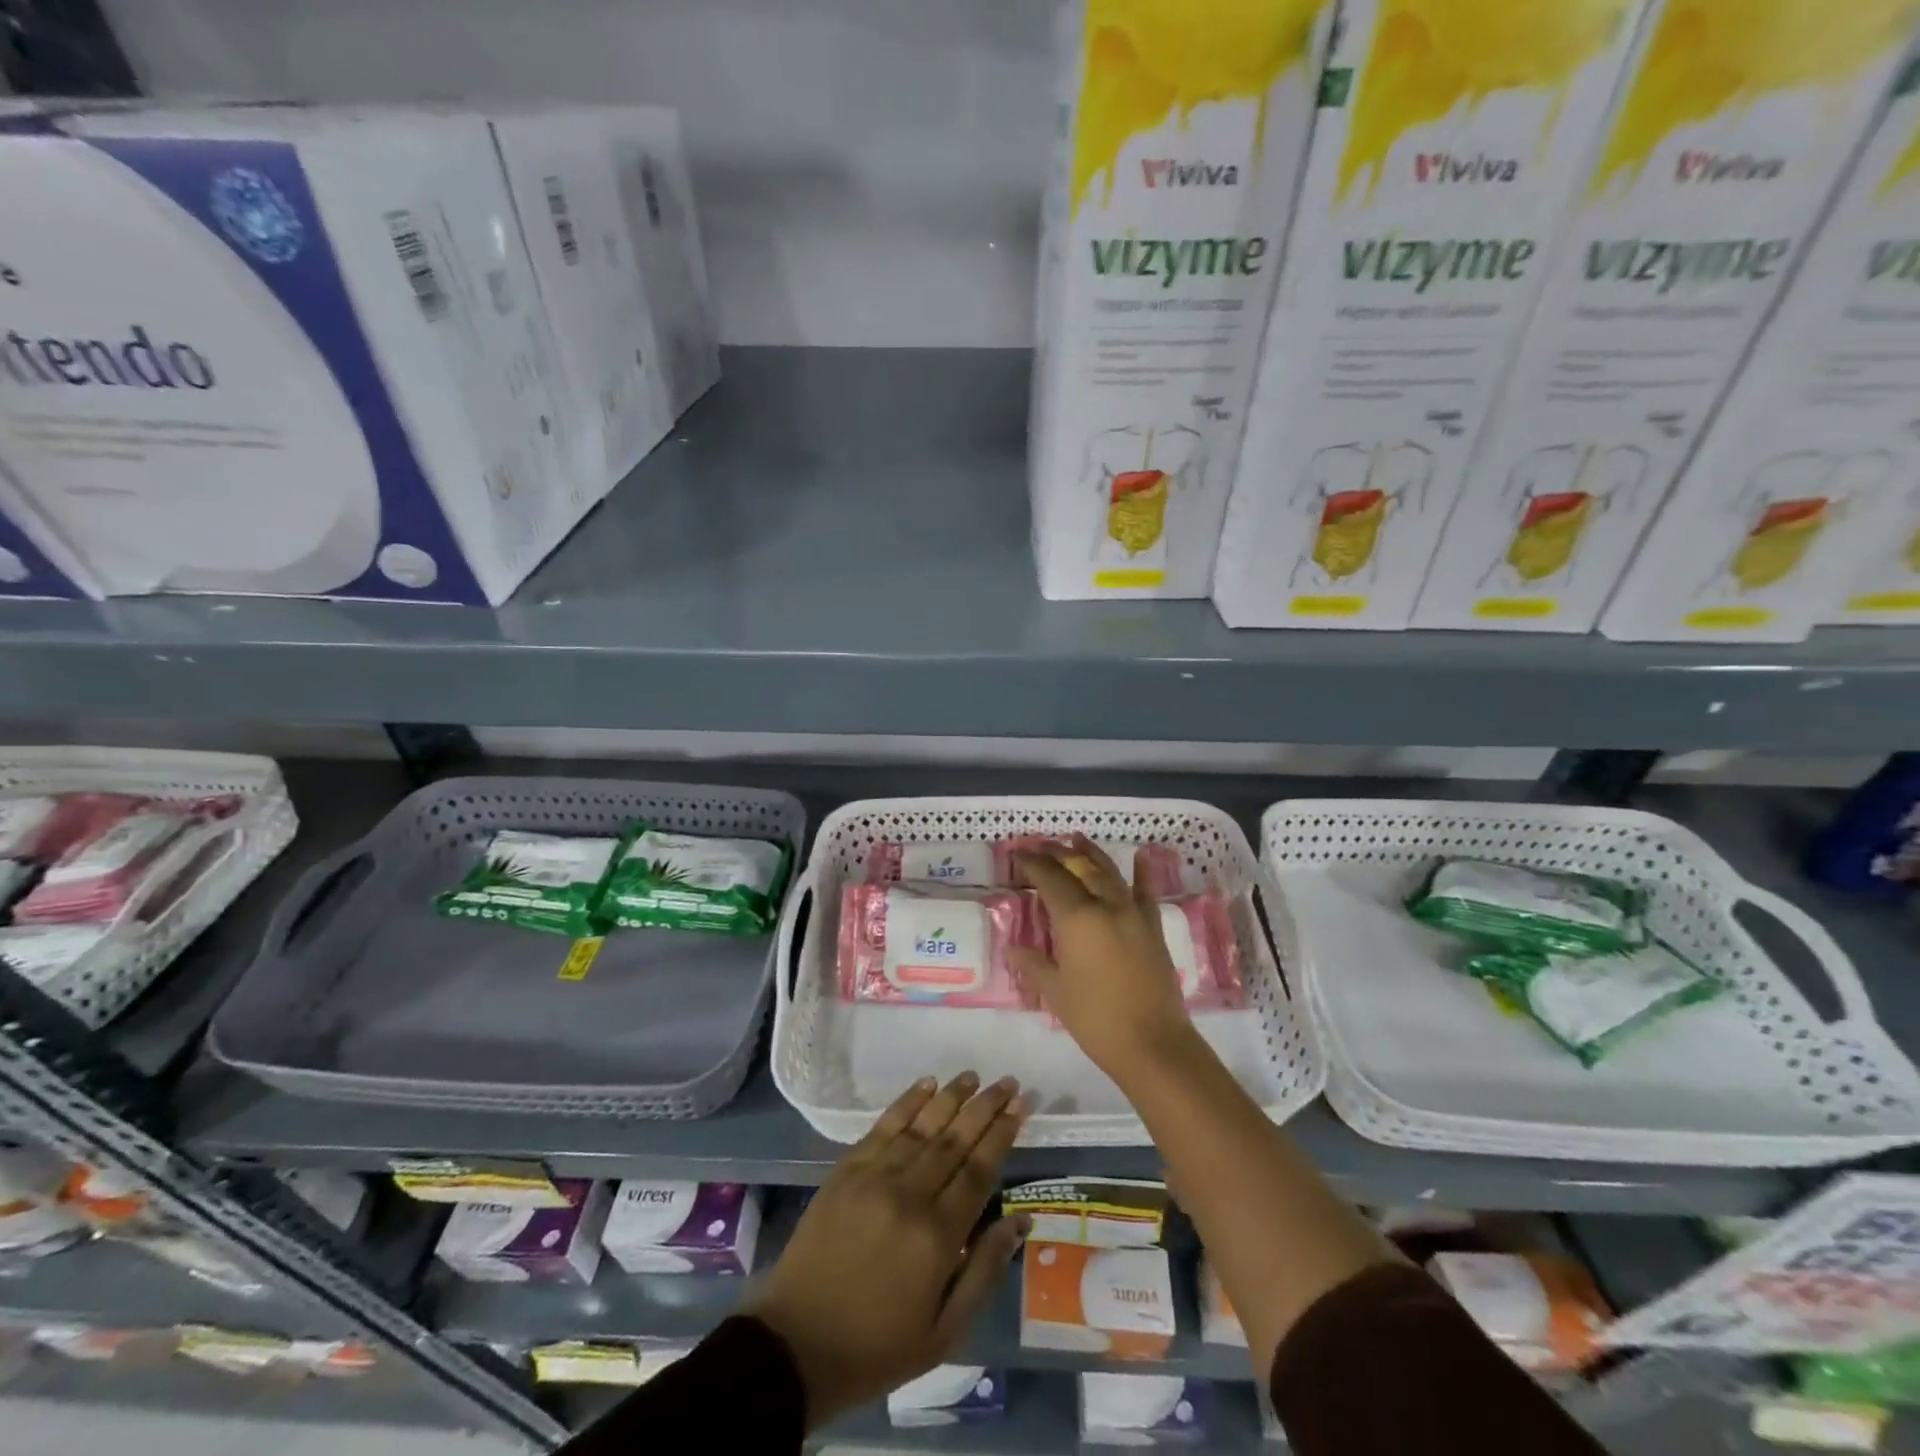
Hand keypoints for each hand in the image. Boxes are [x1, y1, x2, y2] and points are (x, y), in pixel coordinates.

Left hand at [745, 1073, 1028, 1429]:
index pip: (979, 1171)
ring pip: (922, 1126)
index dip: (1002, 1135)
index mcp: (938, 1237)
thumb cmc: (877, 1347)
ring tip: (973, 1075)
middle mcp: (909, 1195)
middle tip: (1008, 1082)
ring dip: (950, 1097)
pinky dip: (907, 1102)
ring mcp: (874, 1178)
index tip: (1021, 1106)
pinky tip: (926, 1084)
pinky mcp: (846, 1171)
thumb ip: (984, 1271)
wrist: (795, 1345)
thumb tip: (1021, 1221)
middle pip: (955, 1140)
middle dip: (985, 1107)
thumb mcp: (944, 1333)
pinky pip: (884, 1126)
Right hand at [1010, 835, 1194, 1077]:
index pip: (1050, 879)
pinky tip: (1140, 857)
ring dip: (1091, 854)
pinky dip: (1142, 872)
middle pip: (1080, 868)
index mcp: (1077, 918)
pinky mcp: (1153, 928)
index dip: (1032, 863)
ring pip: (1110, 872)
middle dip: (1058, 853)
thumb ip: (1034, 964)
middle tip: (1041, 844)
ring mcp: (1134, 914)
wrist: (1153, 1044)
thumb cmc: (1096, 1019)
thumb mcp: (1055, 992)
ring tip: (1076, 839)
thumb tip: (1014, 948)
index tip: (1017, 852)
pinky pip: (1145, 892)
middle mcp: (1106, 906)